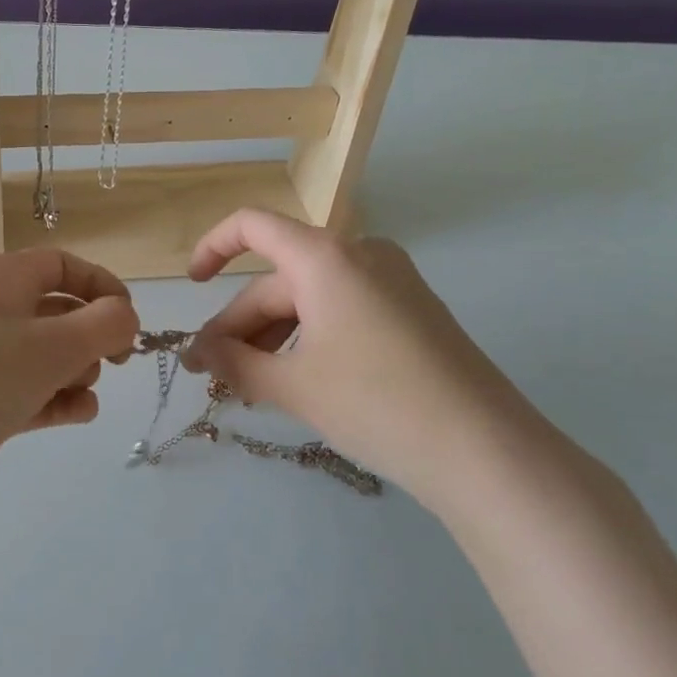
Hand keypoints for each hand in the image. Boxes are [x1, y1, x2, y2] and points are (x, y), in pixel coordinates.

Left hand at [0, 249, 138, 537]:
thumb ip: (105, 325)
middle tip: (113, 362)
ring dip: (76, 371)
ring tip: (81, 391)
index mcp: (1, 279)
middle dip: (91, 335)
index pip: (61, 265)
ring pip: (46, 355)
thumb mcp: (55, 343)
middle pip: (57, 311)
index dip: (101, 285)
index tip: (130, 320)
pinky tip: (78, 415)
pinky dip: (57, 400)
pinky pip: (30, 392)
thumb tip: (126, 319)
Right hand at [186, 210, 547, 510]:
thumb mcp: (293, 385)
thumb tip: (199, 353)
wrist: (486, 451)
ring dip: (272, 337)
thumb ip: (234, 363)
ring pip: (310, 300)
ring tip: (249, 387)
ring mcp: (392, 281)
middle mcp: (359, 254)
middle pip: (279, 279)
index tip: (190, 286)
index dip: (212, 248)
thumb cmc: (376, 404)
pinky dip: (309, 339)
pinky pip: (341, 311)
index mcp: (325, 256)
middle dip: (240, 326)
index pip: (252, 226)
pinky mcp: (411, 311)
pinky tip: (295, 381)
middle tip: (212, 374)